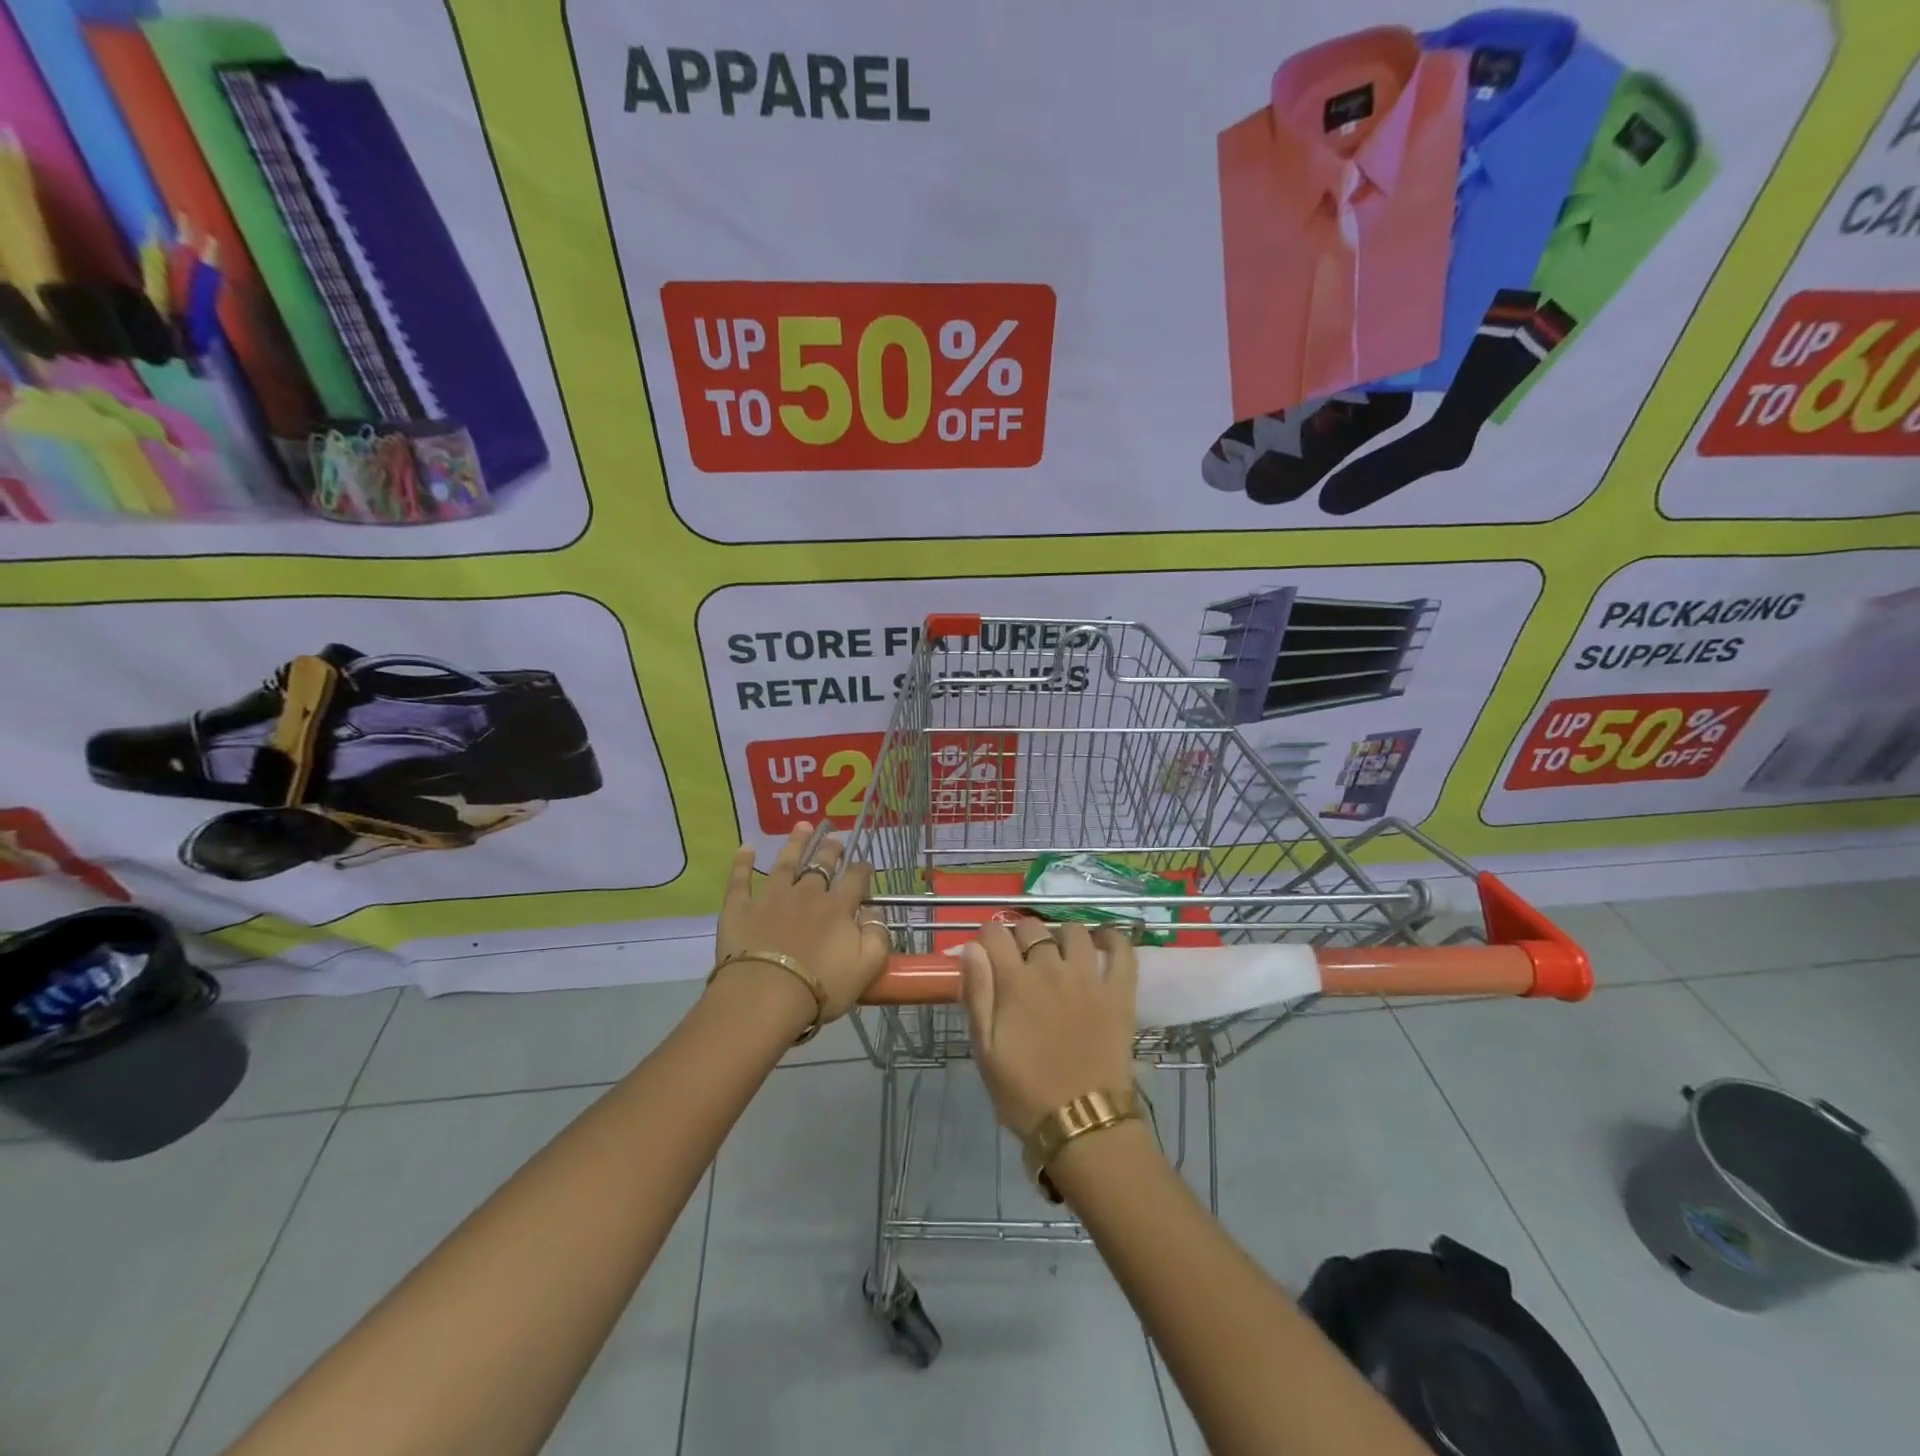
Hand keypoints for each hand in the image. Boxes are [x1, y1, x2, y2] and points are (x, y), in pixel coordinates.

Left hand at [714, 823, 890, 1020]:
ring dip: (796, 843)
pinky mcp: (740, 908)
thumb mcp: (867, 966)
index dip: (862, 870)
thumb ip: (877, 936)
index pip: (855, 880)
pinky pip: (740, 880)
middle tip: (835, 838)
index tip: (865, 865)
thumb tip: (875, 912)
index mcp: (838, 908)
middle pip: (821, 866)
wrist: (766, 996)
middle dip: (830, 850)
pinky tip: (746, 847)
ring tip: (803, 826)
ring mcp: (771, 897)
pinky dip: (742, 862)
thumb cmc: (821, 987)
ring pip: (786, 863)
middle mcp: (807, 894)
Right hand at [960, 917, 1138, 1136]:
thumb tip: (971, 949)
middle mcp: (1051, 969)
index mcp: (1015, 983)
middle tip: (1021, 960)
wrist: (1081, 1122)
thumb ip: (977, 994)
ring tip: (1059, 954)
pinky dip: (1112, 938)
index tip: (987, 952)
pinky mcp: (1119, 991)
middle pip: (1032, 927)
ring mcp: (1089, 977)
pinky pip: (1121, 949)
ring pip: (1074, 931)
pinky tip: (1101, 942)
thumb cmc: (1025, 1093)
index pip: (995, 933)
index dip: (987, 936)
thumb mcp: (985, 1050)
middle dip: (1021, 936)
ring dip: (1061, 936)